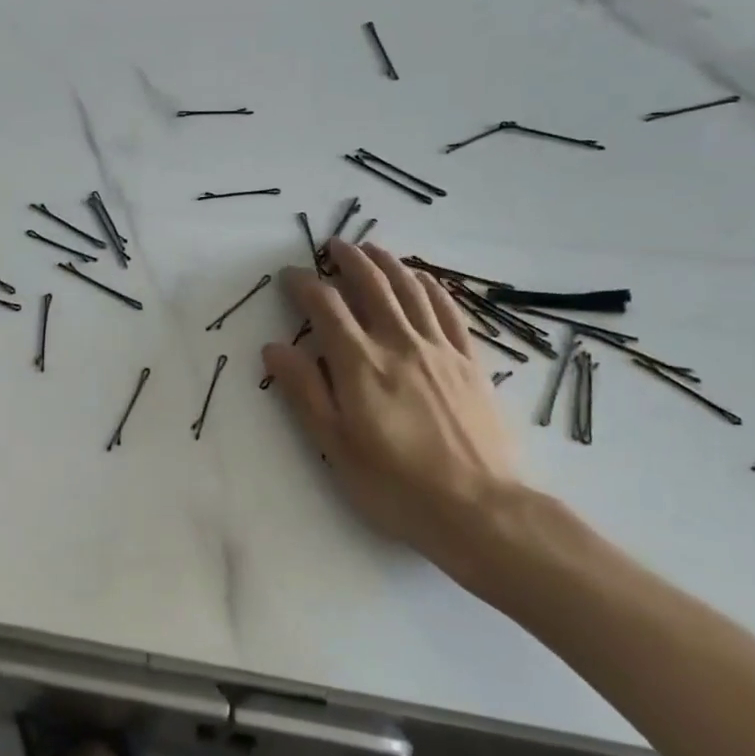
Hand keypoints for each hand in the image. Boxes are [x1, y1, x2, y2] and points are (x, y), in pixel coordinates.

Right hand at [261, 241, 523, 578]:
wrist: (481, 509)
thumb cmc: (396, 485)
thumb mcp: (335, 445)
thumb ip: (304, 391)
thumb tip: (274, 347)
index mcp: (361, 364)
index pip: (326, 306)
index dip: (304, 284)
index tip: (289, 276)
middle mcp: (399, 343)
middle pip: (372, 285)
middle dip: (348, 260)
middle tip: (332, 246)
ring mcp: (439, 349)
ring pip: (411, 289)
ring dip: (388, 263)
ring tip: (371, 249)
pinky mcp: (470, 361)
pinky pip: (448, 310)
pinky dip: (430, 286)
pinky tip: (421, 278)